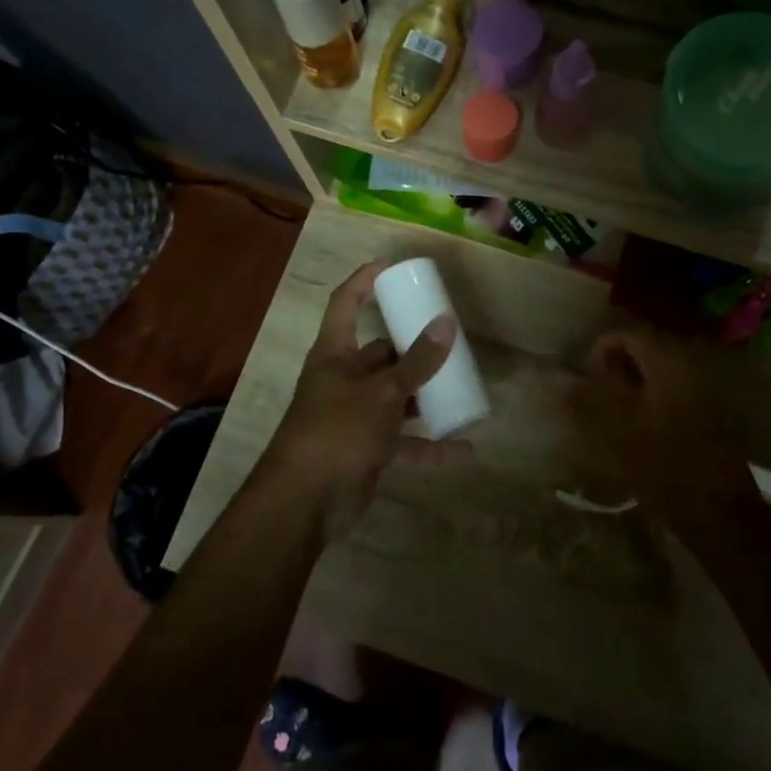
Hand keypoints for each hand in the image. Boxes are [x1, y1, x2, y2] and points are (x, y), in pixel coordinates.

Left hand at [262, 261, 471, 533]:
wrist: (305, 502)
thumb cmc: (337, 431)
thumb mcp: (382, 393)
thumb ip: (417, 362)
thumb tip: (448, 322)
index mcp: (335, 355)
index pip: (345, 305)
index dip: (364, 282)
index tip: (391, 267)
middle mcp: (344, 381)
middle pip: (381, 354)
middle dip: (412, 350)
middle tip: (448, 340)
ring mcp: (356, 417)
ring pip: (396, 398)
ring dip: (424, 397)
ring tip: (459, 387)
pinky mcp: (368, 450)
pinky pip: (405, 443)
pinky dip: (431, 447)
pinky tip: (464, 448)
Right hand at [569, 328, 756, 521]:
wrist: (718, 512)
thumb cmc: (664, 467)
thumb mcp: (619, 431)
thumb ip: (591, 397)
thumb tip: (565, 378)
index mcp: (668, 364)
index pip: (629, 334)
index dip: (601, 349)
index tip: (584, 379)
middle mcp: (690, 368)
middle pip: (645, 351)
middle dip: (615, 368)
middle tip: (594, 399)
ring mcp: (703, 391)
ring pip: (657, 374)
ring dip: (631, 387)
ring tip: (610, 417)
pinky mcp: (709, 415)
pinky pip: (672, 393)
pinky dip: (650, 401)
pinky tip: (637, 430)